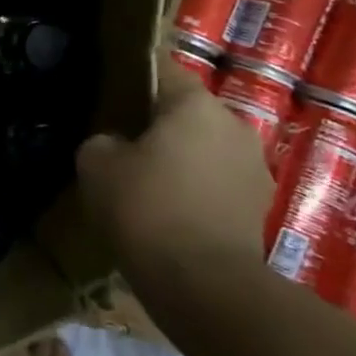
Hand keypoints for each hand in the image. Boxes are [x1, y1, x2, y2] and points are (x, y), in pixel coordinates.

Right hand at [74, 52, 272, 297]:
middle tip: (120, 141)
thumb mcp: (96, 162)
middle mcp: (234, 125)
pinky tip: (166, 210)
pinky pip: (216, 182)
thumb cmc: (146, 207)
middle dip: (156, 123)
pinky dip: (194, 189)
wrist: (204, 285)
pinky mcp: (259, 207)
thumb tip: (116, 143)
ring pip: (204, 148)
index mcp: (196, 104)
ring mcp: (254, 168)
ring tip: (143, 180)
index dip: (132, 78)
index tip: (108, 93)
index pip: (162, 70)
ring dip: (179, 158)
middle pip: (186, 112)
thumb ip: (103, 139)